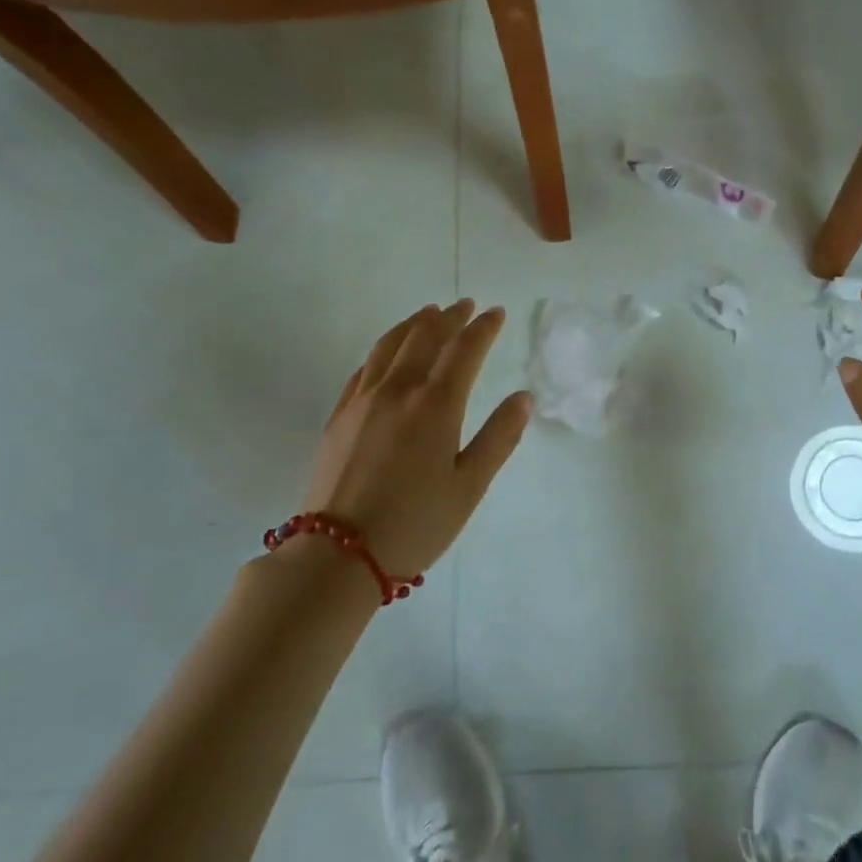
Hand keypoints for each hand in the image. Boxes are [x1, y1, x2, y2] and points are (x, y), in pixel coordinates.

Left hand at [297, 299, 532, 575]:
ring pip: (389, 346)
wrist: (337, 556)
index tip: (496, 313)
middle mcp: (398, 391)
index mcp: (435, 405)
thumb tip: (524, 397)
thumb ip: (499, 437)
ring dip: (413, 325)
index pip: (464, 350)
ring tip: (427, 314)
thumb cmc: (415, 523)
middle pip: (425, 338)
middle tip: (464, 305)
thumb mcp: (470, 486)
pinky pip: (363, 368)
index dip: (483, 328)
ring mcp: (363, 401)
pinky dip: (382, 350)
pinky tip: (386, 354)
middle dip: (448, 317)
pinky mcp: (339, 417)